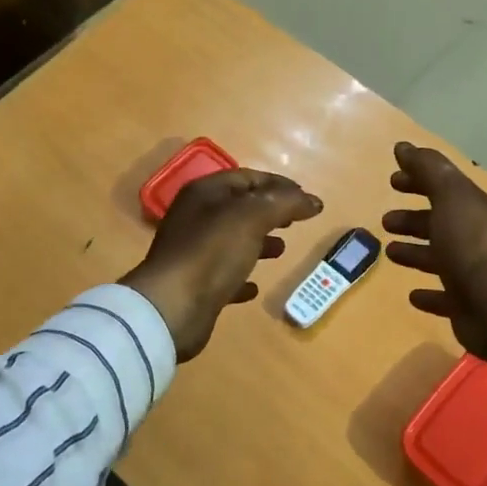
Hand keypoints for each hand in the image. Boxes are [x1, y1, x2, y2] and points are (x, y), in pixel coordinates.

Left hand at [121, 169, 322, 360]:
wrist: (172, 307)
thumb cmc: (212, 252)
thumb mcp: (253, 217)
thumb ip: (286, 203)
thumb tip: (314, 201)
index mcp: (205, 193)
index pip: (247, 178)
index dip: (279, 184)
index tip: (306, 197)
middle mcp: (195, 218)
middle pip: (239, 207)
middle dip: (269, 211)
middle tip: (295, 220)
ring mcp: (193, 252)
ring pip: (232, 240)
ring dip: (258, 242)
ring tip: (282, 249)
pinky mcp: (195, 285)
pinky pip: (224, 274)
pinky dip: (242, 276)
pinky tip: (255, 286)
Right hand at [382, 142, 486, 372]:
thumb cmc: (469, 243)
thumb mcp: (449, 196)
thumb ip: (427, 169)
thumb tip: (404, 146)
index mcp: (471, 208)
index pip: (443, 187)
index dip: (418, 180)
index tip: (393, 180)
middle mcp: (473, 238)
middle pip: (439, 223)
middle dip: (413, 218)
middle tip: (386, 220)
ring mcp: (471, 273)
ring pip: (438, 258)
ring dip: (415, 253)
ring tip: (390, 252)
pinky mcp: (466, 305)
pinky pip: (444, 298)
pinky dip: (429, 295)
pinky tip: (413, 295)